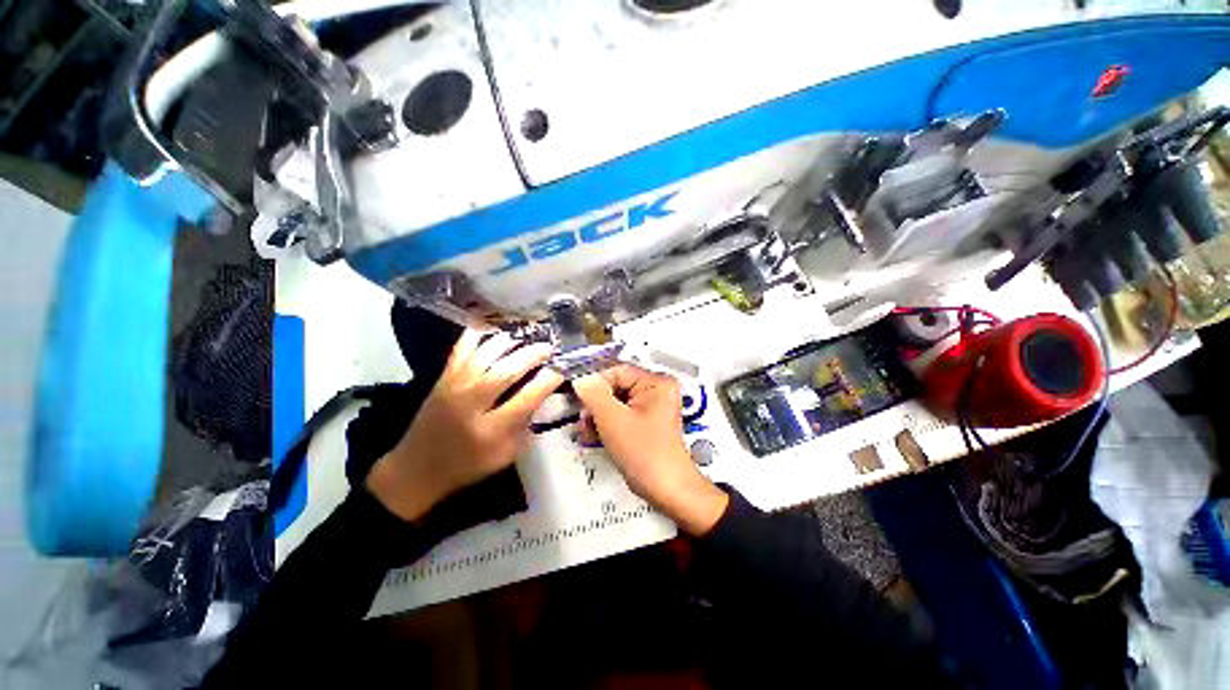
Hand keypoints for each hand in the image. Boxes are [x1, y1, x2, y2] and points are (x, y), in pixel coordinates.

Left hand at [367, 329, 563, 521]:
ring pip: (486, 354)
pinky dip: (479, 334)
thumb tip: (542, 395)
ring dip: (511, 342)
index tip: (562, 369)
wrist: (417, 469)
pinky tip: (495, 329)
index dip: (549, 379)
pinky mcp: (442, 377)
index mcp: (491, 430)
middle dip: (533, 354)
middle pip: (507, 370)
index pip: (528, 397)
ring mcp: (454, 386)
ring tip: (527, 338)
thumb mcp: (506, 455)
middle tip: (548, 348)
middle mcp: (472, 404)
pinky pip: (462, 348)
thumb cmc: (468, 465)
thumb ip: (526, 425)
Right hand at [572, 365, 727, 535]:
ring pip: (615, 402)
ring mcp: (652, 406)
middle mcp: (657, 390)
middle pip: (615, 386)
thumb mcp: (613, 420)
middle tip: (583, 419)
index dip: (595, 384)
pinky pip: (622, 414)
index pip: (617, 371)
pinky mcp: (646, 421)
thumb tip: (580, 377)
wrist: (667, 490)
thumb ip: (593, 394)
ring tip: (588, 432)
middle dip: (596, 404)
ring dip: (598, 416)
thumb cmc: (645, 454)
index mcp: (656, 382)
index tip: (578, 397)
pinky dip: (607, 424)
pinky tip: (596, 436)